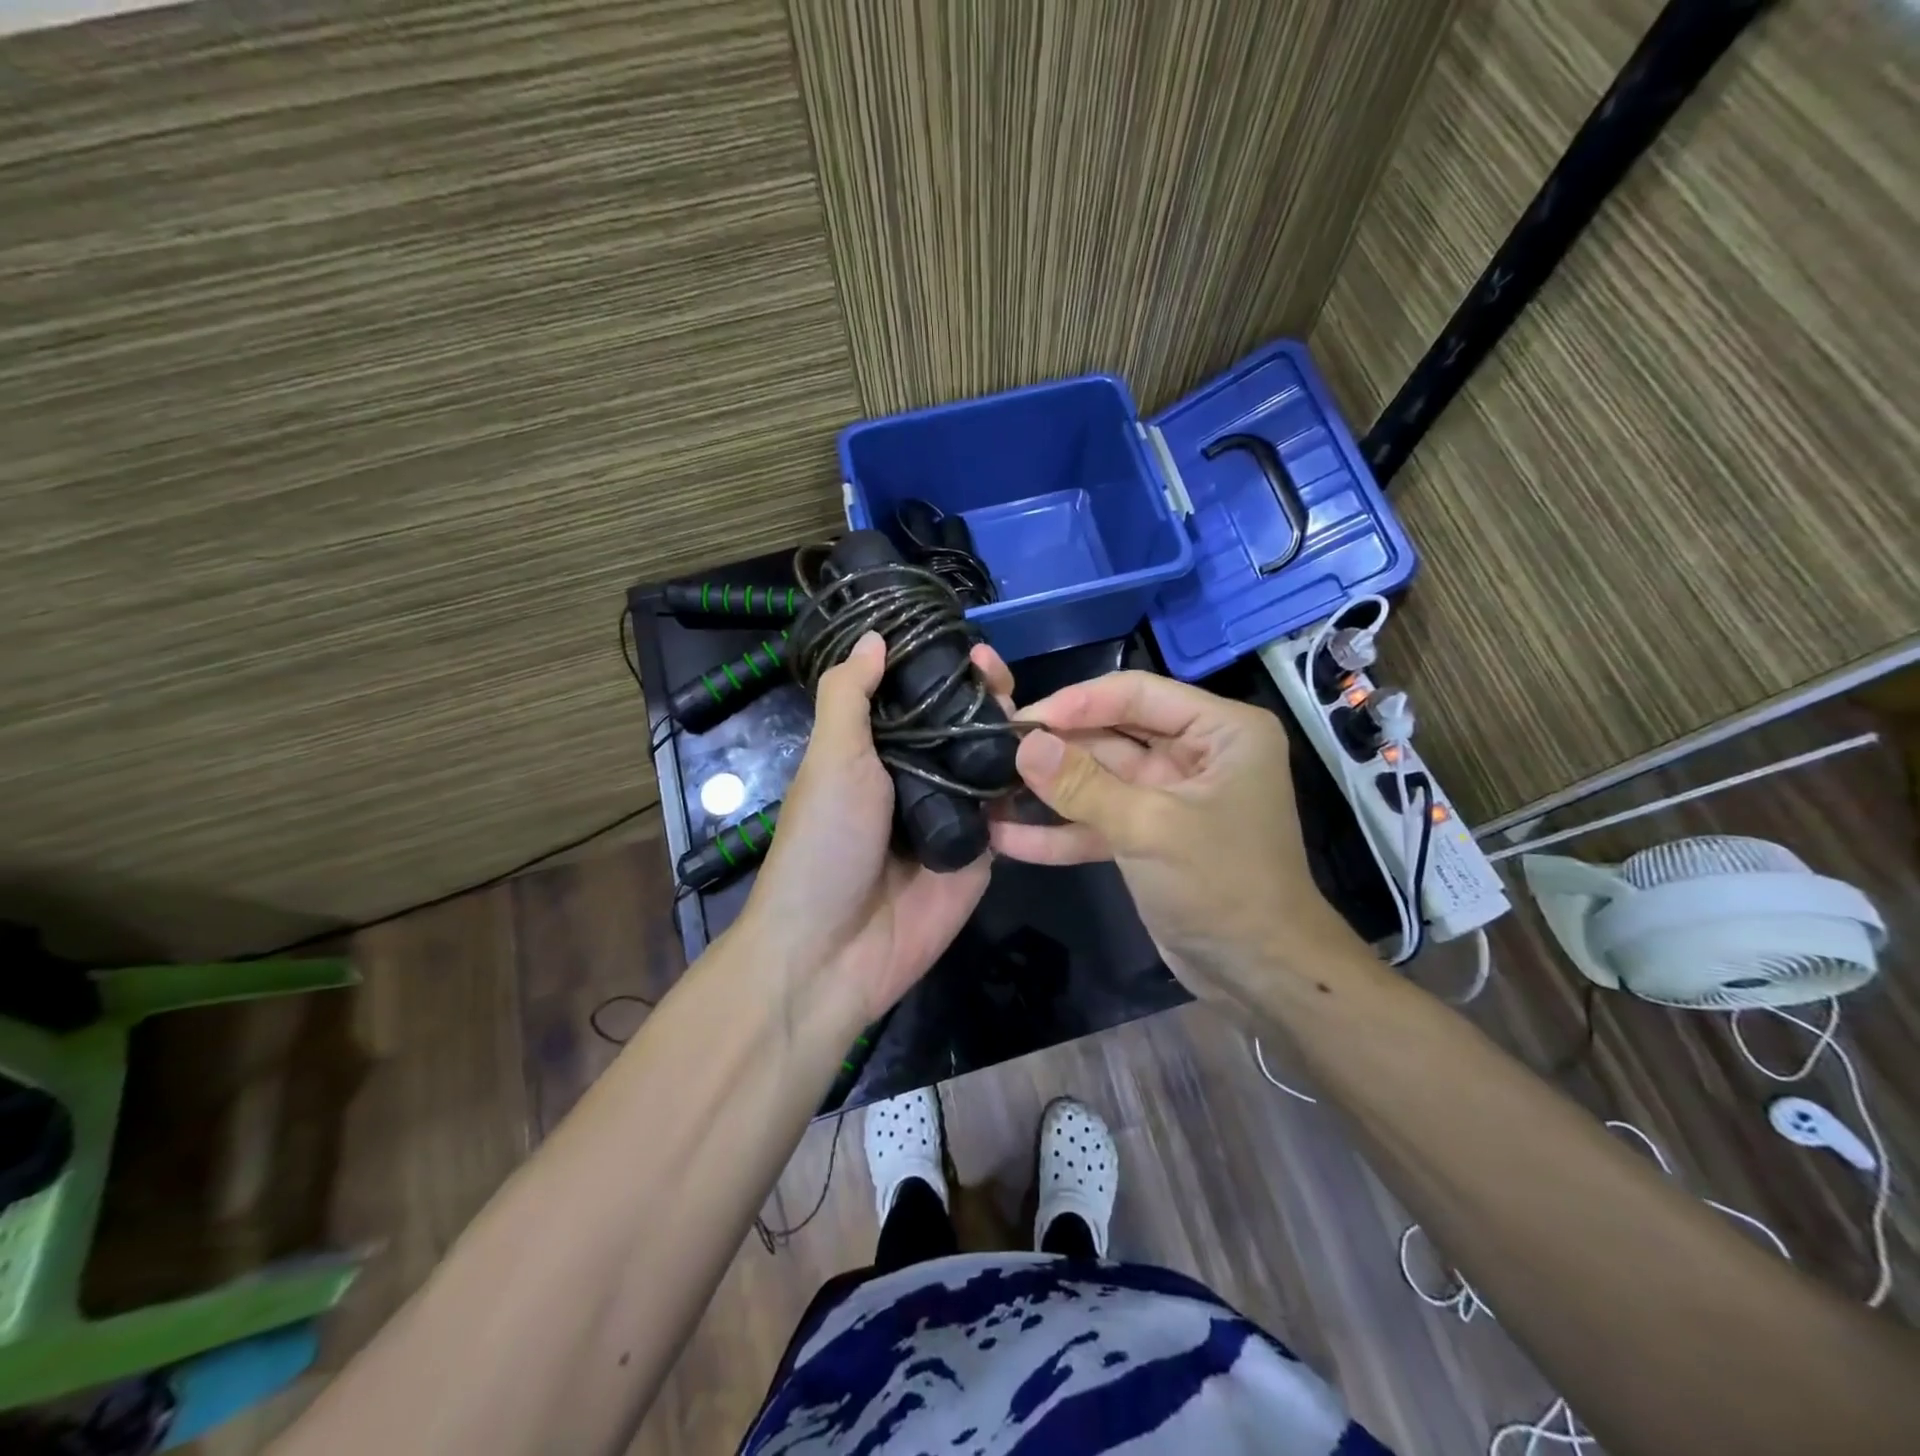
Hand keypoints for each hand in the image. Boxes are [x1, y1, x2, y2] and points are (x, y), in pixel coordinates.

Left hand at [736, 632, 1013, 1027]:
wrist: (833, 951)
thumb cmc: (824, 843)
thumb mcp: (831, 759)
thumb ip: (851, 697)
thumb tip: (874, 637)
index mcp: (876, 752)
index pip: (919, 698)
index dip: (945, 670)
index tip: (972, 646)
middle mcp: (917, 777)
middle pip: (961, 727)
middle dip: (985, 698)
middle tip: (1003, 679)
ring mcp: (953, 816)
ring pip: (992, 764)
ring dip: (1012, 735)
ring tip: (1033, 711)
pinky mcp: (982, 853)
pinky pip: (1011, 813)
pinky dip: (1029, 786)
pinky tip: (1055, 758)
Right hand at [989, 672, 1354, 1002]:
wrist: (1261, 976)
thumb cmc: (1222, 885)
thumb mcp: (1150, 828)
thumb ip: (1082, 784)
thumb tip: (1024, 745)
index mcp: (1220, 731)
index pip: (1136, 694)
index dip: (1076, 702)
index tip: (1020, 720)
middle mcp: (1196, 754)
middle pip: (1112, 735)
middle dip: (1056, 749)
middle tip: (992, 752)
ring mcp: (1170, 797)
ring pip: (1100, 780)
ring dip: (1050, 791)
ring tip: (988, 791)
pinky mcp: (1150, 837)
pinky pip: (1100, 821)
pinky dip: (1061, 831)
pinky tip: (1007, 838)